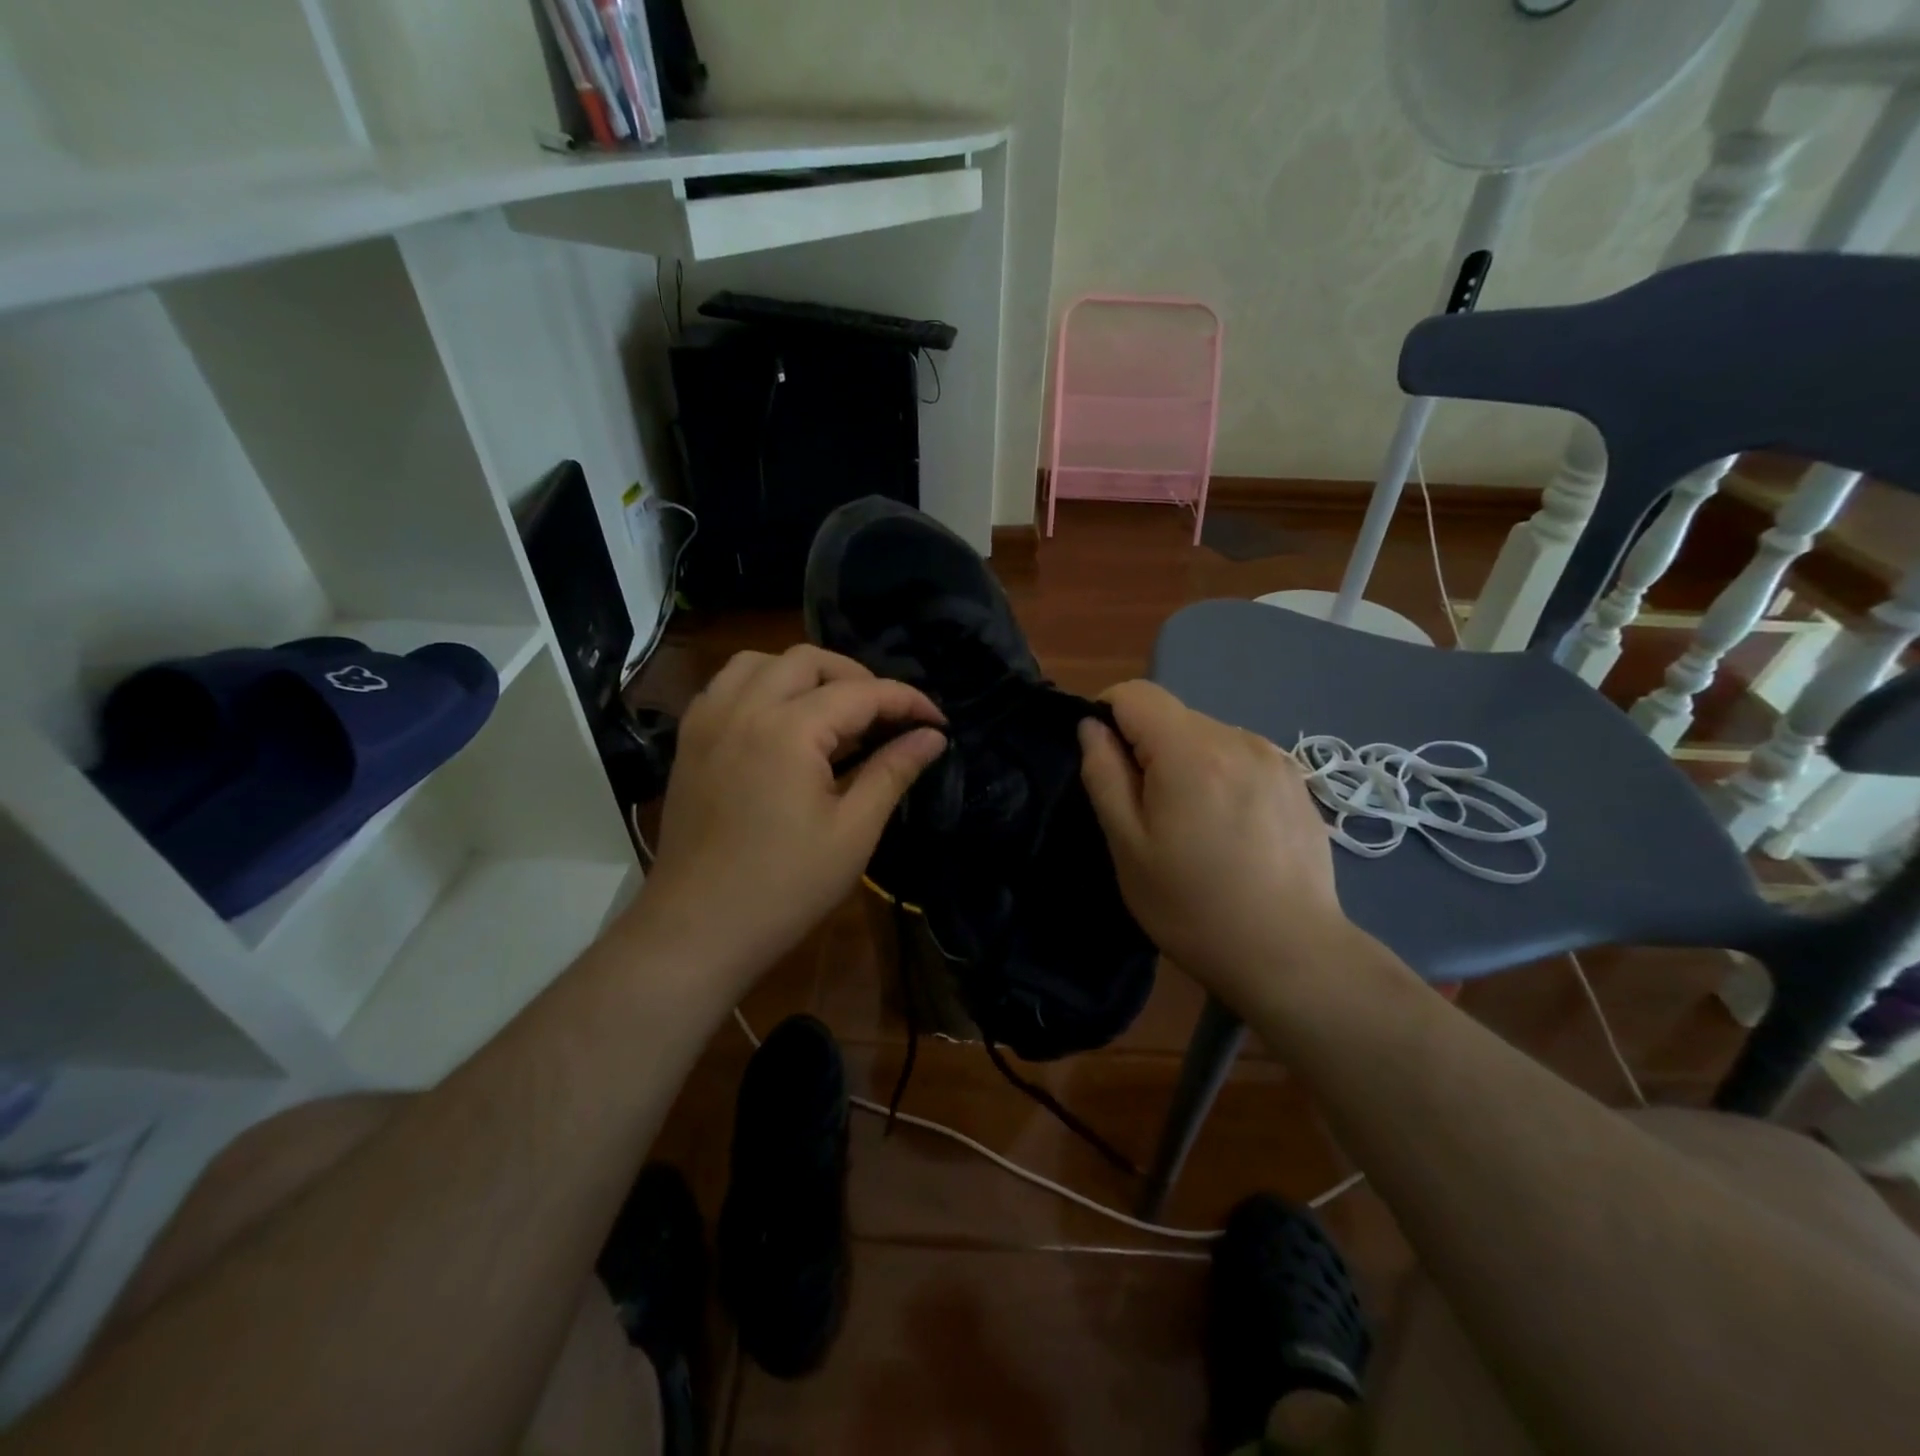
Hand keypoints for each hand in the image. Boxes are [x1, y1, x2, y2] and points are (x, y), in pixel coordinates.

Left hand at [636, 646, 945, 995]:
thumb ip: (892, 771)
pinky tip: (779, 723)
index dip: (906, 701)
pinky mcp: (688, 741)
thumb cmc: (785, 887)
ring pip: (759, 662)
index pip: (861, 692)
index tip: (937, 722)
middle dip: (857, 677)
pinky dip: (760, 687)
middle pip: (808, 660)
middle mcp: (743, 708)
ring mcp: (707, 721)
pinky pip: (725, 686)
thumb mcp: (853, 831)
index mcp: (788, 729)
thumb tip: (932, 736)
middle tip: (885, 718)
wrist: (698, 930)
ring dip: (803, 674)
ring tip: (831, 712)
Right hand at [1078, 681, 1351, 1012]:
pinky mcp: (1297, 781)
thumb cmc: (1194, 907)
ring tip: (1193, 825)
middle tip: (1147, 812)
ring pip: (1207, 736)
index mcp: (1190, 751)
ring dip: (1185, 762)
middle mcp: (1238, 738)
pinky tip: (1230, 830)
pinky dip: (1221, 776)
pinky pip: (1241, 758)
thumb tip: (1092, 727)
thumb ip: (1104, 775)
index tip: (1104, 761)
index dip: (1107, 714)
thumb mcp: (1129, 846)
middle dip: (1147, 748)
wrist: (1292, 955)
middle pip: (1172, 715)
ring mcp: (1275, 758)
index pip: (1135, 693)